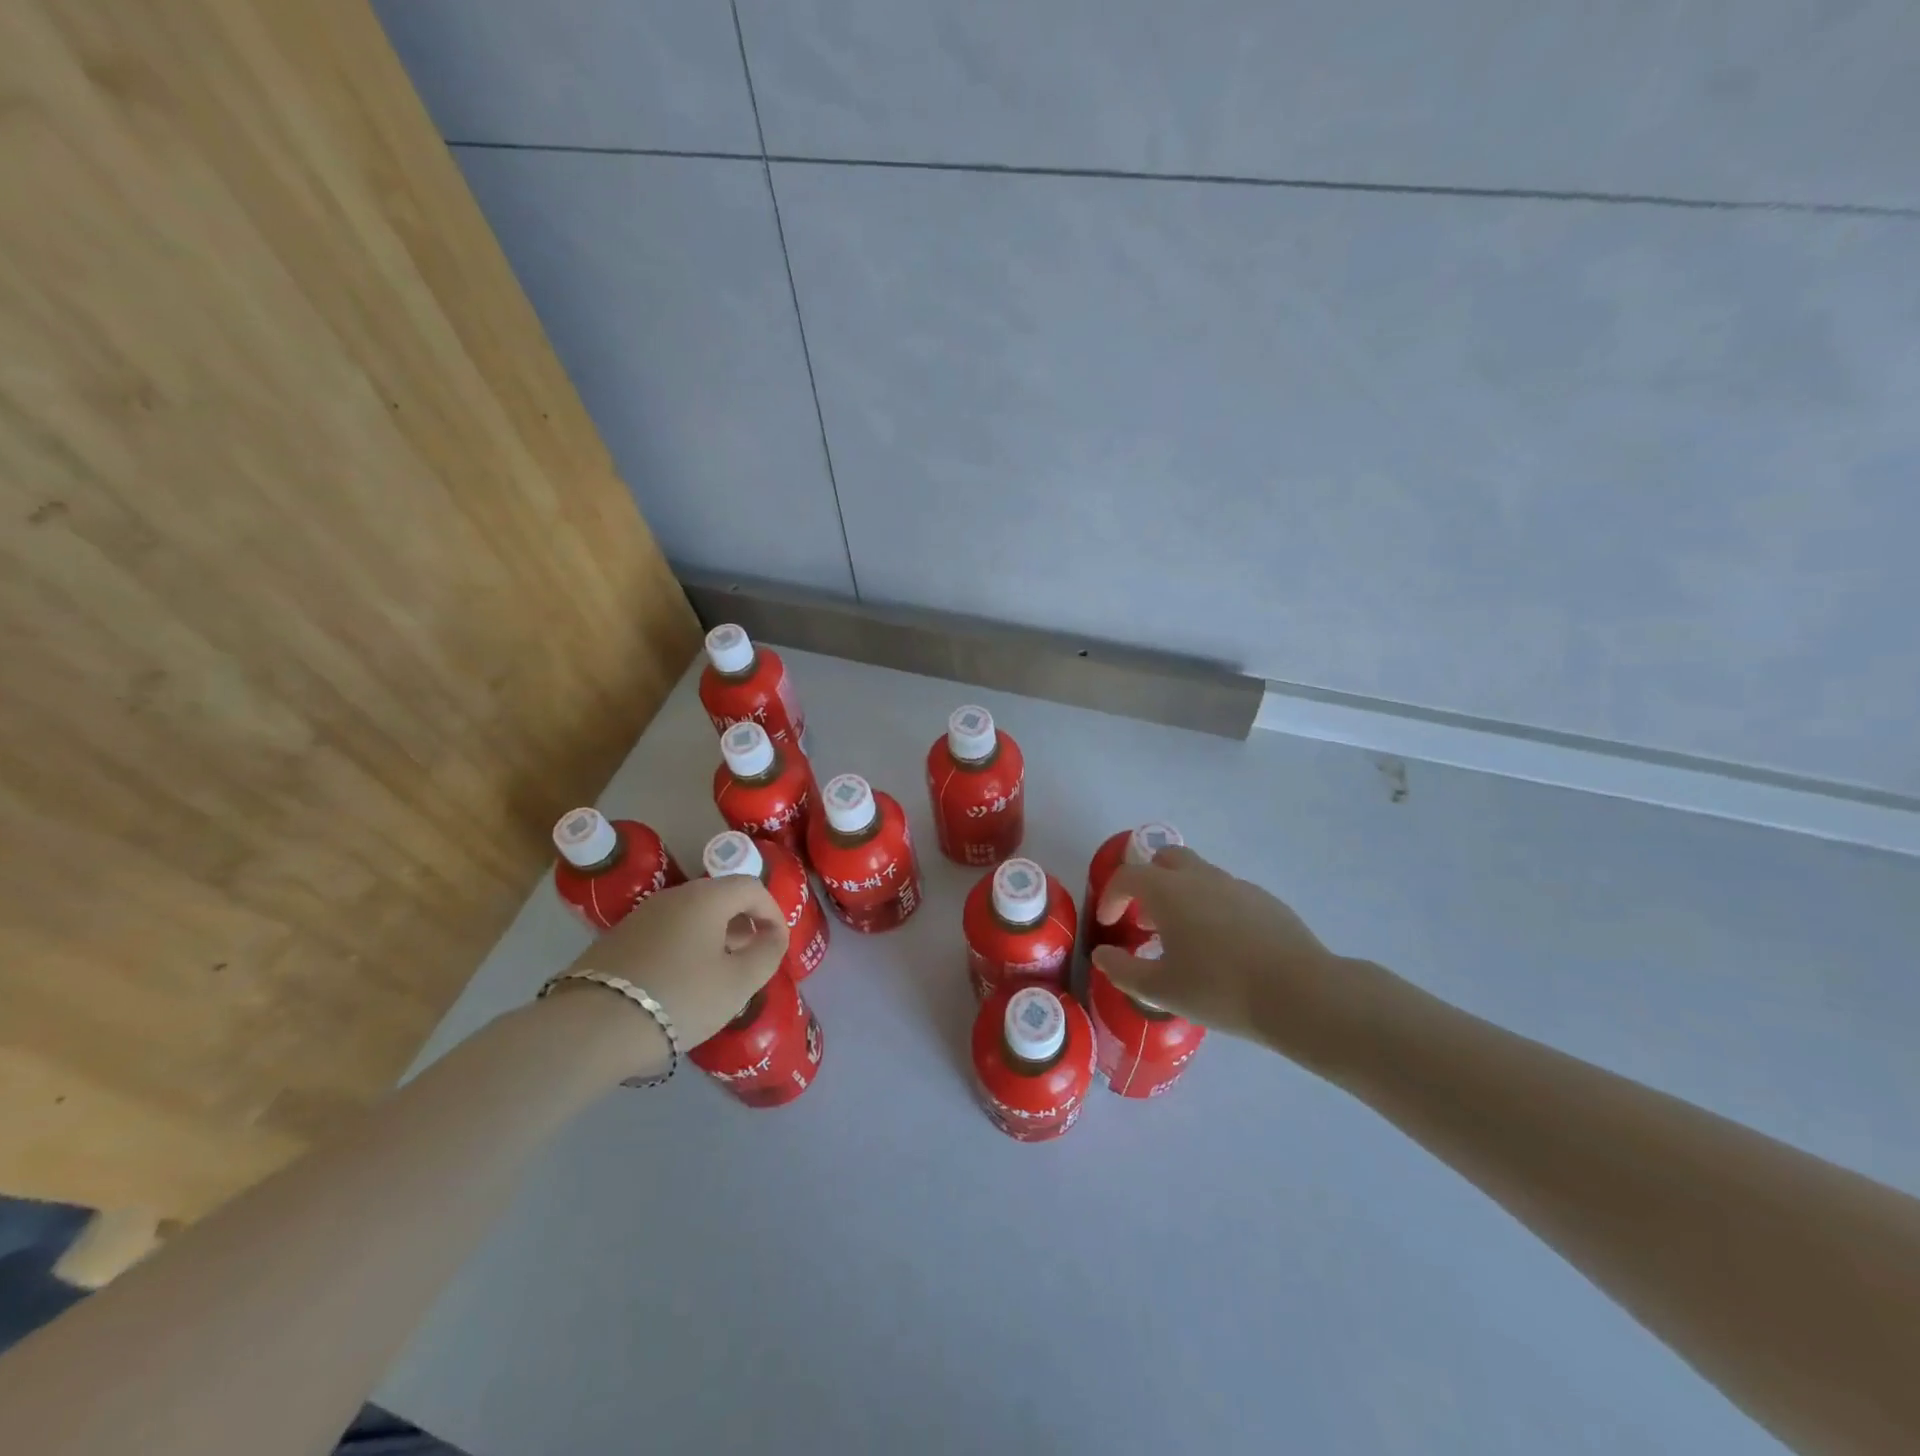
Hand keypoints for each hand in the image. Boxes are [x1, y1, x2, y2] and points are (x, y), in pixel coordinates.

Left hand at [558, 876, 789, 1061]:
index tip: (778, 944)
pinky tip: (681, 984)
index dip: (773, 912)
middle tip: (751, 959)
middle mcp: (673, 896)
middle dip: (743, 925)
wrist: (591, 1027)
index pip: (751, 887)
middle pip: (719, 898)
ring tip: (718, 975)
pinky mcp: (617, 940)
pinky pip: (665, 934)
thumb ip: (767, 954)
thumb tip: (773, 936)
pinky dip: (684, 948)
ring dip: (713, 938)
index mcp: (706, 898)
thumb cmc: (680, 998)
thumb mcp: (738, 982)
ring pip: (691, 917)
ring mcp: (640, 917)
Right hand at [1091, 845, 1380, 1069]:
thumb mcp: (1160, 989)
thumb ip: (1123, 970)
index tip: (1109, 922)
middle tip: (1147, 919)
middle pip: (1166, 859)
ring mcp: (1237, 886)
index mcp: (1168, 891)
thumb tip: (1102, 955)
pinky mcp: (1266, 901)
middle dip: (1149, 882)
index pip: (1128, 876)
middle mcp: (1201, 877)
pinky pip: (1228, 894)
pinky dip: (1213, 908)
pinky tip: (1223, 947)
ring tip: (1184, 938)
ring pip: (1199, 875)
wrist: (1300, 994)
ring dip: (1182, 895)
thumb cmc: (1220, 989)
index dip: (1111, 896)